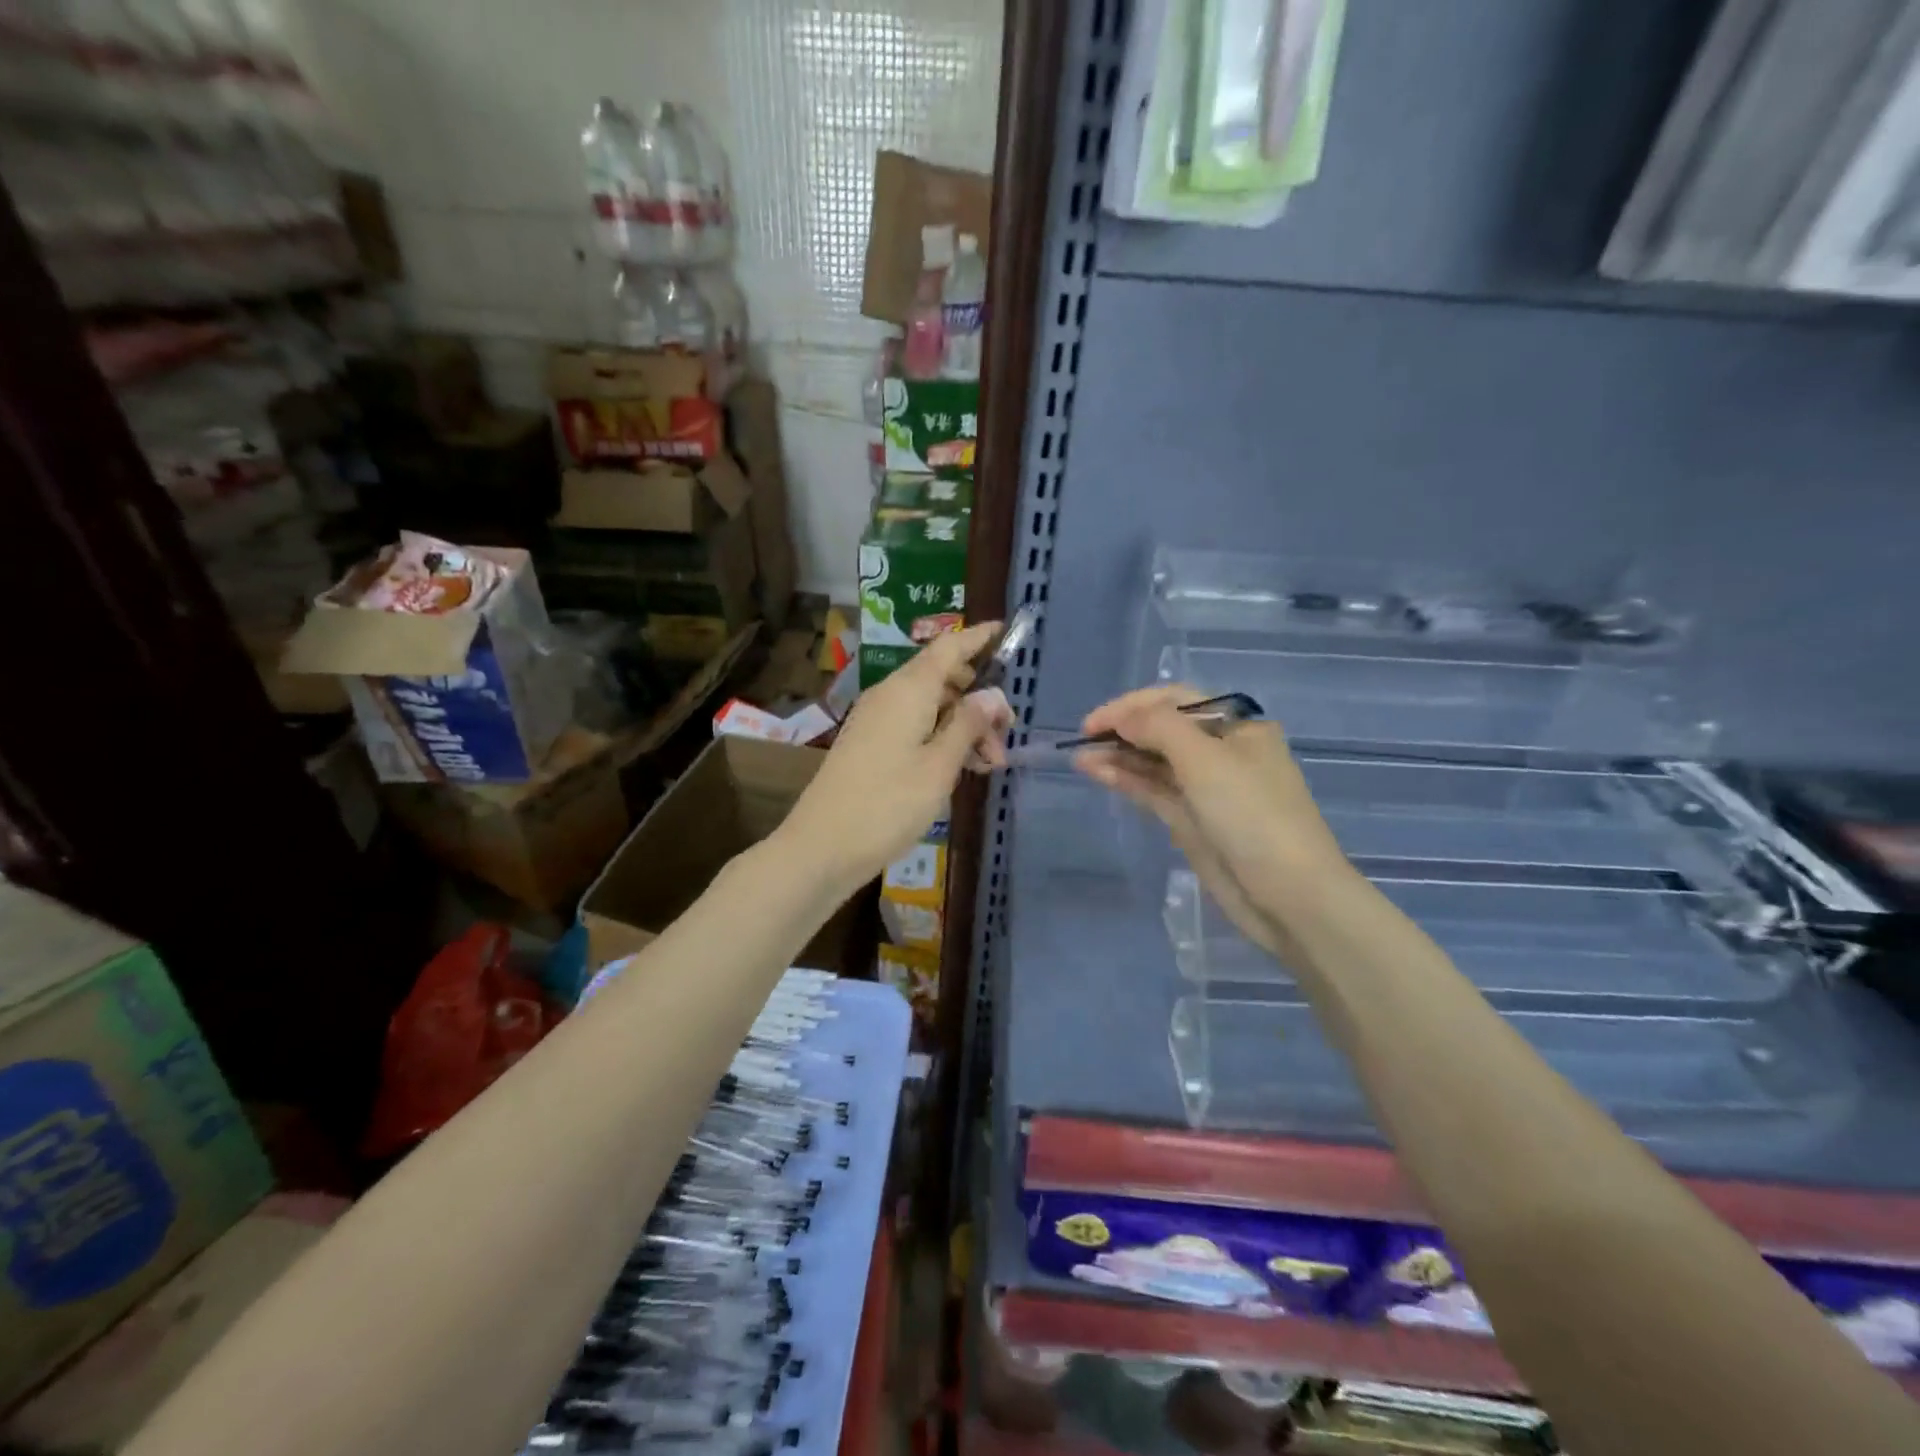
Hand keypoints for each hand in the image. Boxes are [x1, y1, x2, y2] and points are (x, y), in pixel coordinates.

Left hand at [782, 622, 1011, 888]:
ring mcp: (876, 720)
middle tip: (1006, 733)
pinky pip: (914, 726)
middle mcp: (890, 695)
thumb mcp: (939, 767)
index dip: (977, 637)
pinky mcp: (870, 744)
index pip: (948, 647)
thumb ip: (968, 726)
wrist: (822, 847)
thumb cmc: (887, 805)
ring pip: (930, 706)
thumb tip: (993, 694)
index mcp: (908, 690)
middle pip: (942, 678)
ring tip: (989, 764)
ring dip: (963, 726)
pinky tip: (960, 769)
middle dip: (978, 699)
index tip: (1005, 631)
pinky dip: (940, 738)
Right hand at [1072, 685, 1356, 964]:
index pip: (1177, 701)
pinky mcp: (1193, 821)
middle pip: (1164, 729)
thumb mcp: (1206, 760)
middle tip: (1083, 739)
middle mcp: (1223, 752)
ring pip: (1155, 762)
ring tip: (1080, 758)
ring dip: (1119, 756)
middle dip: (1123, 730)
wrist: (1289, 896)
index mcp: (1238, 727)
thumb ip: (1158, 728)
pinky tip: (1097, 773)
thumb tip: (1121, 717)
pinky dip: (1127, 780)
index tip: (1094, 721)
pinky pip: (1154, 791)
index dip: (1133, 705)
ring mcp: (1207, 789)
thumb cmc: (1253, 816)